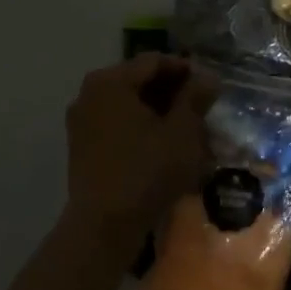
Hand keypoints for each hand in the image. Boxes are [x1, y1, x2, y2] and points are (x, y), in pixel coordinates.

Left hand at [64, 54, 215, 243]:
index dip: (185, 69)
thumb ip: (194, 98)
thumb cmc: (146, 171)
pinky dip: (139, 127)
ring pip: (127, 103)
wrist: (104, 227)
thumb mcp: (182, 132)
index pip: (154, 61)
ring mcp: (81, 120)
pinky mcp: (81, 146)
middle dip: (171, 91)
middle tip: (200, 106)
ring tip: (185, 127)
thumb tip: (207, 78)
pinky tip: (162, 144)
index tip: (209, 85)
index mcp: (111, 81)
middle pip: (138, 80)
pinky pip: (116, 123)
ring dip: (156, 110)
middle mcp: (90, 93)